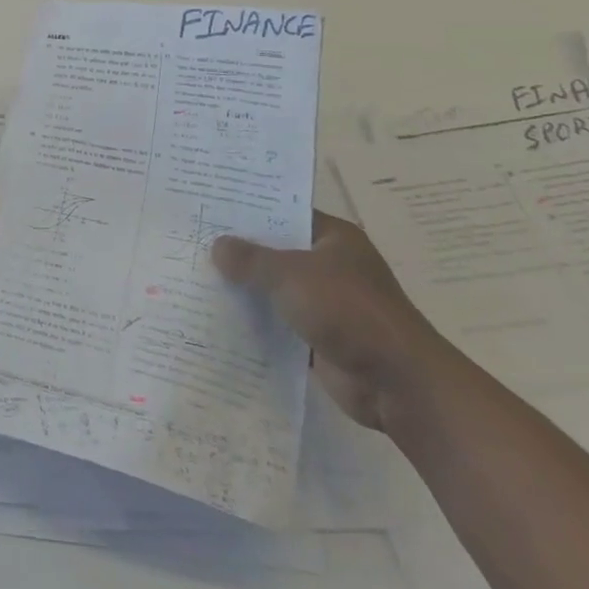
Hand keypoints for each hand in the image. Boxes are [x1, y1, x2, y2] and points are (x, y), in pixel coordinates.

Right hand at [212, 212, 447, 429]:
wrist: (396, 382)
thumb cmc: (348, 311)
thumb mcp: (292, 274)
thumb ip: (251, 259)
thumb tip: (218, 246)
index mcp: (334, 238)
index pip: (285, 213)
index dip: (250, 210)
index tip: (209, 206)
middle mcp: (330, 266)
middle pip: (276, 251)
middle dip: (239, 251)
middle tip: (192, 240)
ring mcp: (325, 303)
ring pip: (274, 288)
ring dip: (244, 288)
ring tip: (194, 276)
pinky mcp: (318, 336)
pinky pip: (277, 322)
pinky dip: (254, 321)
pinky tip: (216, 316)